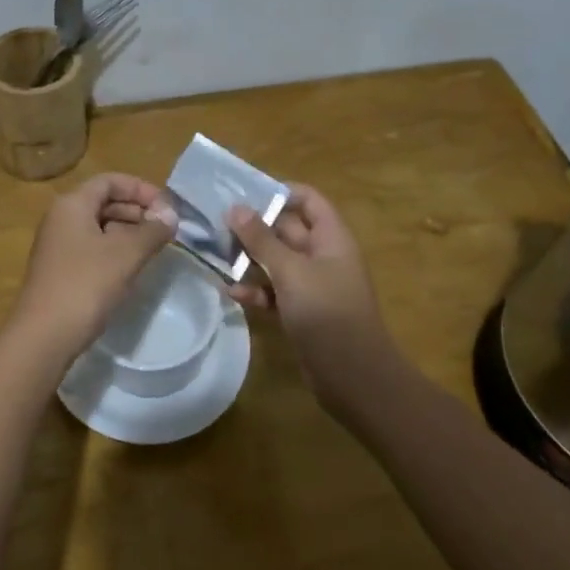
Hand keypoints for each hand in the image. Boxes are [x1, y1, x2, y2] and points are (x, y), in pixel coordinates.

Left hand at [11, 172, 178, 362]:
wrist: (44, 336)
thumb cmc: (85, 285)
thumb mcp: (126, 254)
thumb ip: (151, 231)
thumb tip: (170, 217)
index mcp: (72, 204)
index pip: (110, 181)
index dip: (141, 188)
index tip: (167, 208)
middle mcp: (60, 218)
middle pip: (103, 201)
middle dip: (137, 210)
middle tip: (166, 230)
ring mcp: (57, 245)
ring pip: (98, 226)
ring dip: (128, 231)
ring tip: (154, 248)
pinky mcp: (60, 269)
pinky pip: (92, 247)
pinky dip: (114, 250)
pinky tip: (131, 268)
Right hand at [227, 185, 391, 407]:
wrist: (354, 378)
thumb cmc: (327, 313)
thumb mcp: (291, 272)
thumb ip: (261, 240)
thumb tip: (235, 208)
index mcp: (331, 238)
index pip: (308, 200)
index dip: (280, 192)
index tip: (244, 193)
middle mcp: (323, 256)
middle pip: (286, 229)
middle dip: (254, 227)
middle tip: (216, 223)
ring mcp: (312, 285)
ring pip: (276, 261)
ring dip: (249, 259)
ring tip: (216, 255)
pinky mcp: (301, 311)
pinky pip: (275, 291)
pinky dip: (256, 289)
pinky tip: (231, 292)